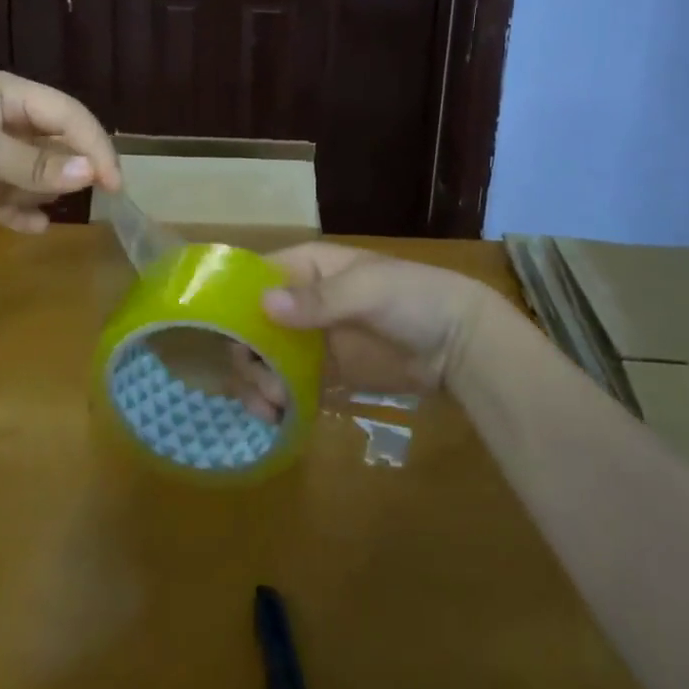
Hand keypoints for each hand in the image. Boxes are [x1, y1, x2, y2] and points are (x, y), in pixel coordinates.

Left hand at [0, 71, 120, 233]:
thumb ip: (33, 165)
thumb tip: (89, 175)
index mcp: (9, 96)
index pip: (69, 115)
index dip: (95, 146)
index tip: (114, 184)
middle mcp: (5, 122)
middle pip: (58, 144)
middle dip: (72, 170)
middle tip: (89, 199)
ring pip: (38, 175)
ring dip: (44, 193)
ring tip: (34, 207)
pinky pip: (12, 201)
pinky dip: (24, 214)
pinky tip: (32, 227)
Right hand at [233, 243, 496, 416]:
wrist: (460, 343)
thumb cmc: (414, 298)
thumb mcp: (369, 290)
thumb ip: (319, 300)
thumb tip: (264, 304)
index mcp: (308, 267)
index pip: (256, 278)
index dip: (236, 303)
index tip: (228, 339)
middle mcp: (301, 301)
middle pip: (253, 325)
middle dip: (247, 356)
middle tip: (264, 388)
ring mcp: (312, 340)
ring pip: (264, 359)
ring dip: (258, 383)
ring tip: (272, 410)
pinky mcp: (325, 375)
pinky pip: (288, 386)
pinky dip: (277, 402)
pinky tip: (278, 420)